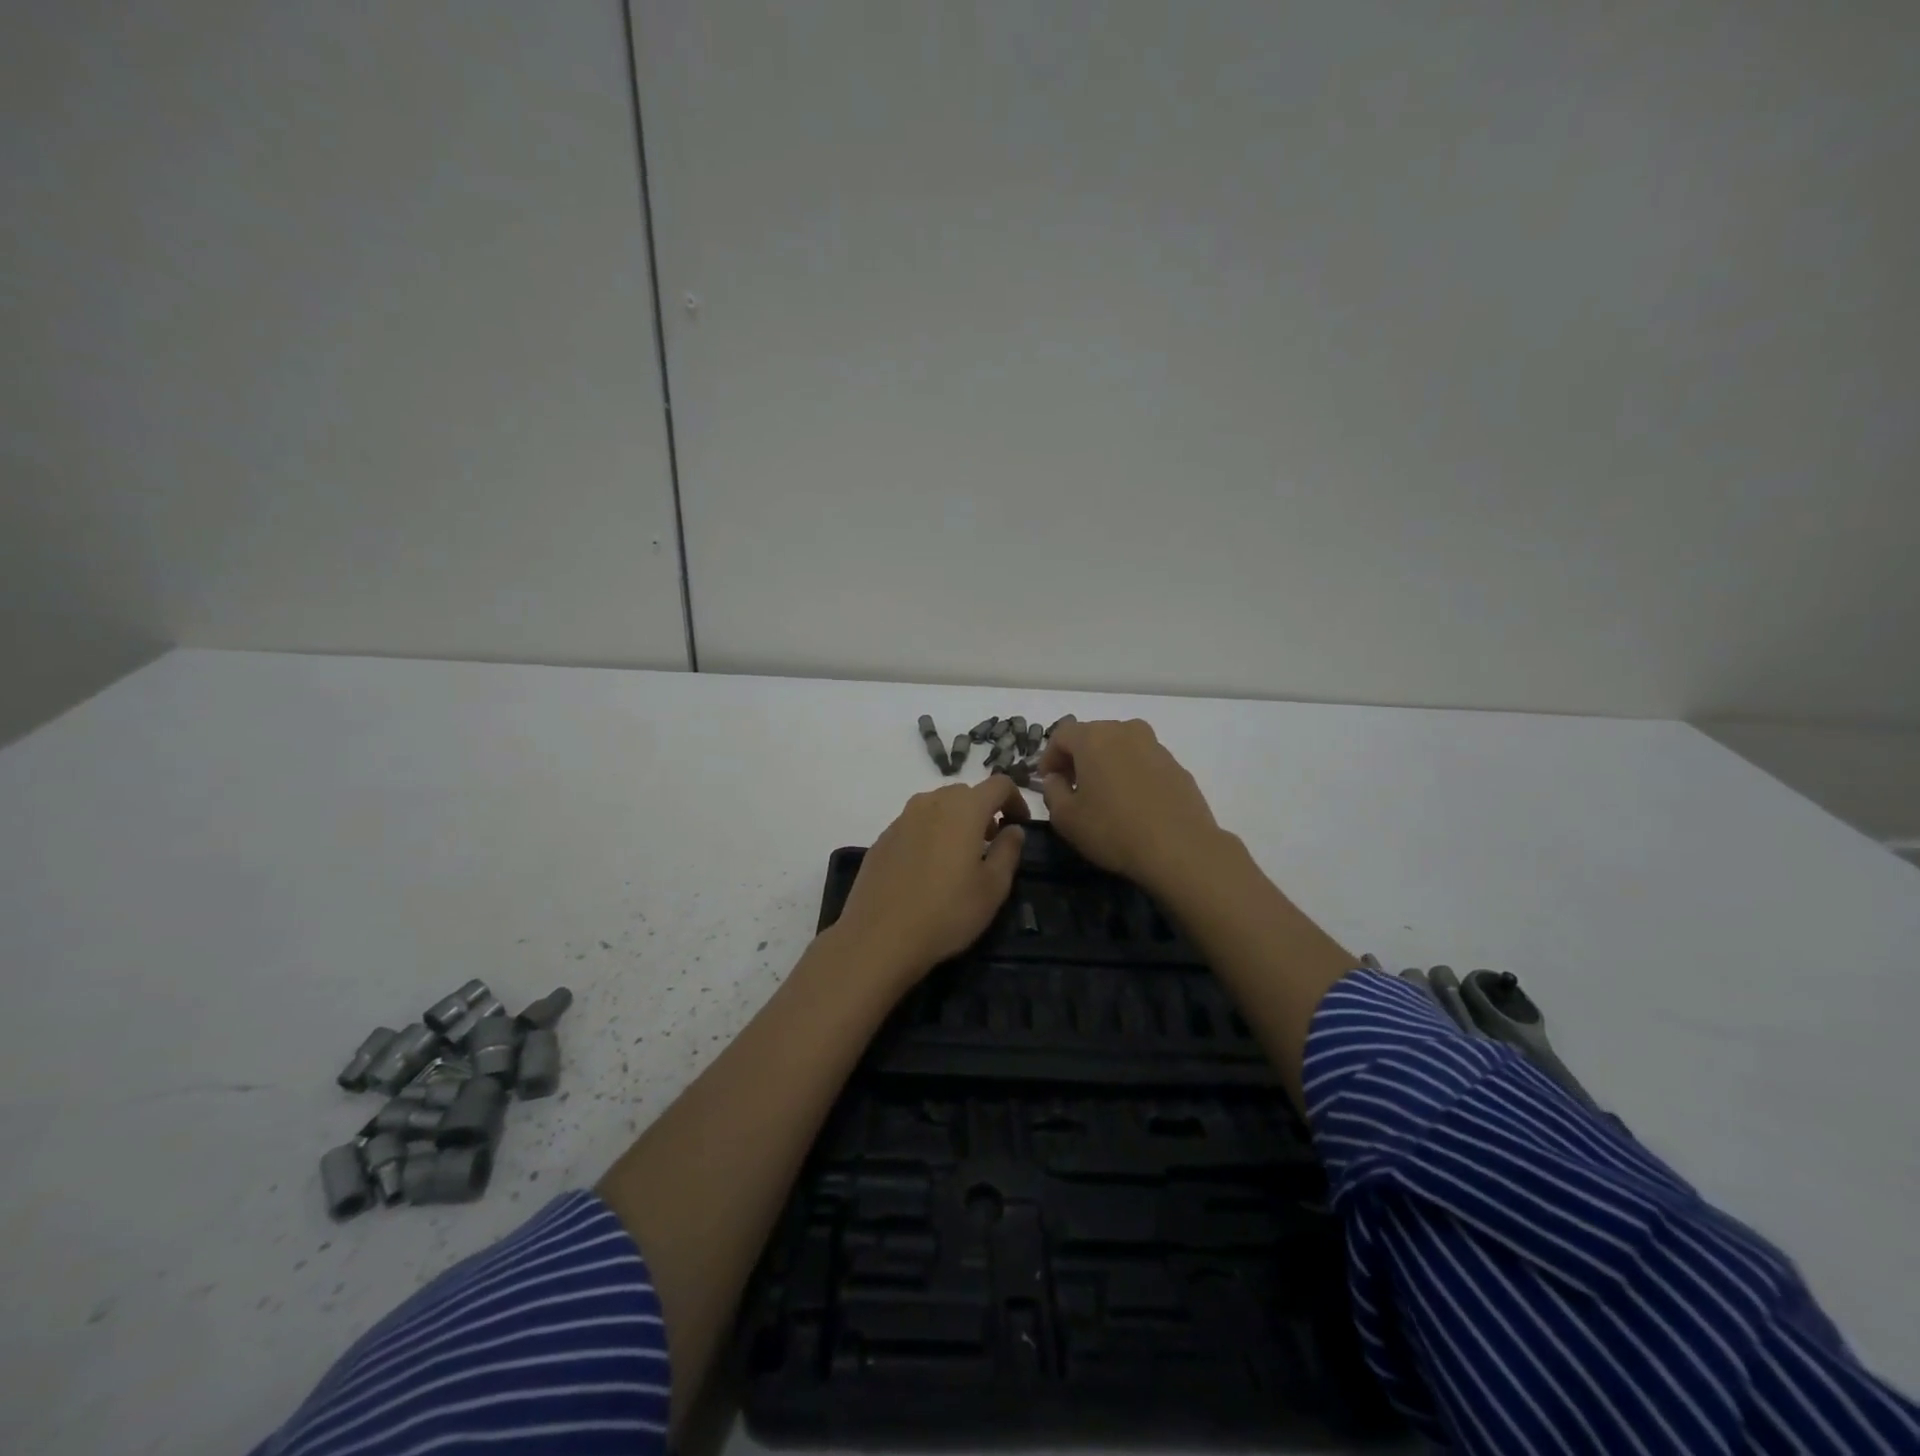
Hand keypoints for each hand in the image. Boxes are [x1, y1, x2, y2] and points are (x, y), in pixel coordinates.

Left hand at [833, 777, 1029, 987]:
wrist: (878, 936)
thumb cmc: (946, 912)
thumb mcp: (993, 888)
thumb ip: (1008, 851)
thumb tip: (1013, 829)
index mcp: (964, 808)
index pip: (998, 784)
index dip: (1016, 800)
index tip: (1020, 825)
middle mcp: (931, 802)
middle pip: (966, 793)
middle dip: (984, 811)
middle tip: (991, 844)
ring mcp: (902, 818)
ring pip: (938, 806)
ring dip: (956, 821)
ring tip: (960, 857)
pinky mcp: (882, 838)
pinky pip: (915, 824)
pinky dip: (931, 834)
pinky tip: (928, 870)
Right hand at [1038, 719, 1228, 896]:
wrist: (1180, 848)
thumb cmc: (1113, 829)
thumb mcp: (1066, 818)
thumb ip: (1052, 791)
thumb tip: (1057, 779)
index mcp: (1094, 737)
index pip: (1061, 735)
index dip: (1049, 757)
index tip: (1047, 781)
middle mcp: (1125, 731)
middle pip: (1092, 736)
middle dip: (1077, 758)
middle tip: (1072, 787)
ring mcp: (1155, 746)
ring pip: (1120, 747)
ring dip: (1106, 764)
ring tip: (1103, 795)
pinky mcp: (1176, 765)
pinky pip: (1143, 762)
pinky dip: (1131, 774)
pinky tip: (1132, 804)